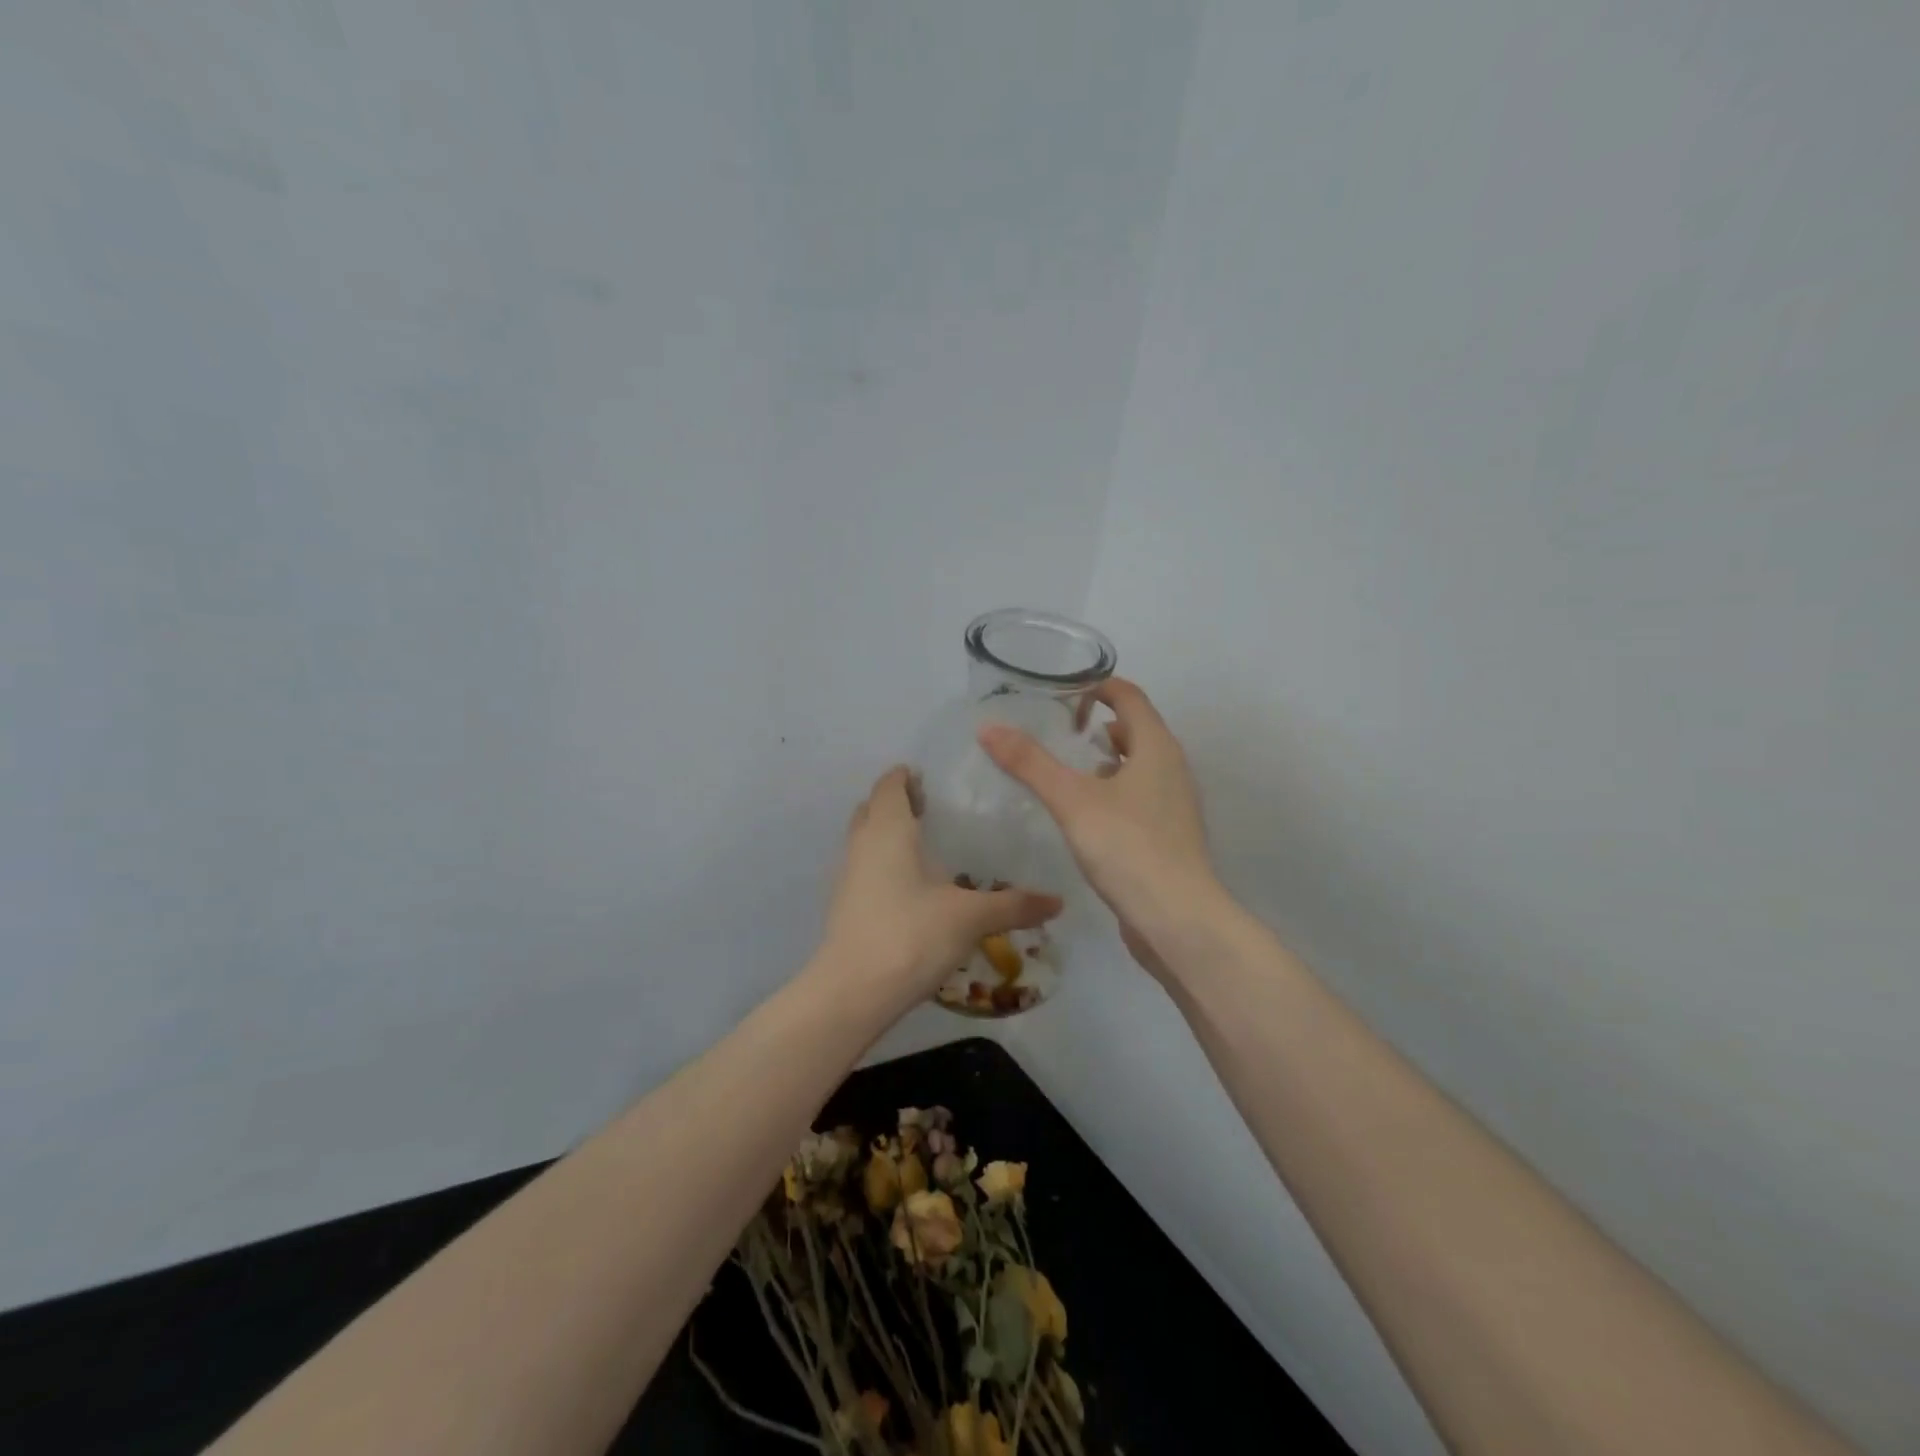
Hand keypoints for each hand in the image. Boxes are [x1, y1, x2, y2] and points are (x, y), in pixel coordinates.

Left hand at [820, 766, 1063, 1004]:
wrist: (853, 992)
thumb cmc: (911, 935)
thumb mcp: (970, 917)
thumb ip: (1014, 905)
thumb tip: (1058, 901)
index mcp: (888, 830)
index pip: (889, 786)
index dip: (905, 777)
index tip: (928, 777)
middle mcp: (861, 845)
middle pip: (872, 809)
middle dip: (896, 803)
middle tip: (931, 808)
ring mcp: (847, 876)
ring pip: (864, 840)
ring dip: (887, 835)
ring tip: (924, 845)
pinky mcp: (844, 906)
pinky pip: (863, 869)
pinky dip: (882, 865)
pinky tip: (911, 887)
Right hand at [979, 680, 1219, 976]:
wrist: (1177, 920)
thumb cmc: (1128, 847)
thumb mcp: (1072, 801)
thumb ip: (1030, 763)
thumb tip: (988, 727)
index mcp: (1157, 748)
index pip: (1130, 697)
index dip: (1099, 686)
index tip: (1063, 690)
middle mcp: (1172, 769)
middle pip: (1136, 730)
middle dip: (1099, 725)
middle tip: (1057, 731)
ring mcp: (1175, 805)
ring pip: (1138, 767)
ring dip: (1106, 761)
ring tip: (1066, 771)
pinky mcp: (1169, 836)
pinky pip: (1139, 798)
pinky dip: (1113, 792)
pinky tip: (1084, 815)